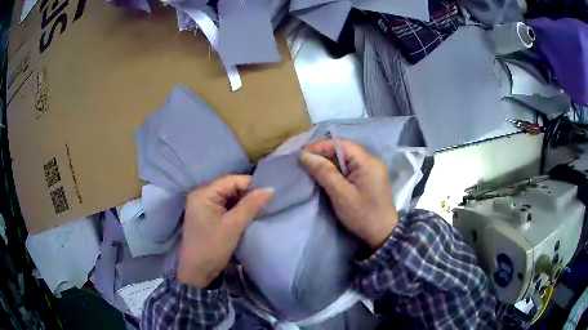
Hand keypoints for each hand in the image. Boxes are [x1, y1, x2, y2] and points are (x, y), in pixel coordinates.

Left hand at [177, 175, 273, 287]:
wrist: (197, 272)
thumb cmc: (212, 247)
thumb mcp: (233, 226)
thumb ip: (251, 205)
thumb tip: (270, 189)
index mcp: (203, 194)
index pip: (231, 180)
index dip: (250, 185)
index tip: (268, 195)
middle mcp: (201, 195)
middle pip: (229, 188)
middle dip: (247, 195)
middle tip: (265, 204)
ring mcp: (203, 206)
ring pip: (229, 198)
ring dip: (243, 203)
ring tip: (259, 210)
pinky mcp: (207, 216)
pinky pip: (225, 207)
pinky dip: (237, 210)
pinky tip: (248, 216)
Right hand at [300, 140, 398, 249]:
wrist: (383, 234)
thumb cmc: (362, 214)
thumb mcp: (341, 194)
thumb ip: (324, 172)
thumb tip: (305, 155)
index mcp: (367, 162)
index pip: (341, 144)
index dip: (320, 146)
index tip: (302, 154)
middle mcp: (371, 161)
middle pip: (344, 150)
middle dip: (323, 153)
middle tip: (304, 162)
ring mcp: (372, 169)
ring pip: (346, 158)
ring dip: (329, 162)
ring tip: (312, 168)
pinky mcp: (370, 178)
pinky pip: (351, 167)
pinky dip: (337, 169)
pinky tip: (327, 175)